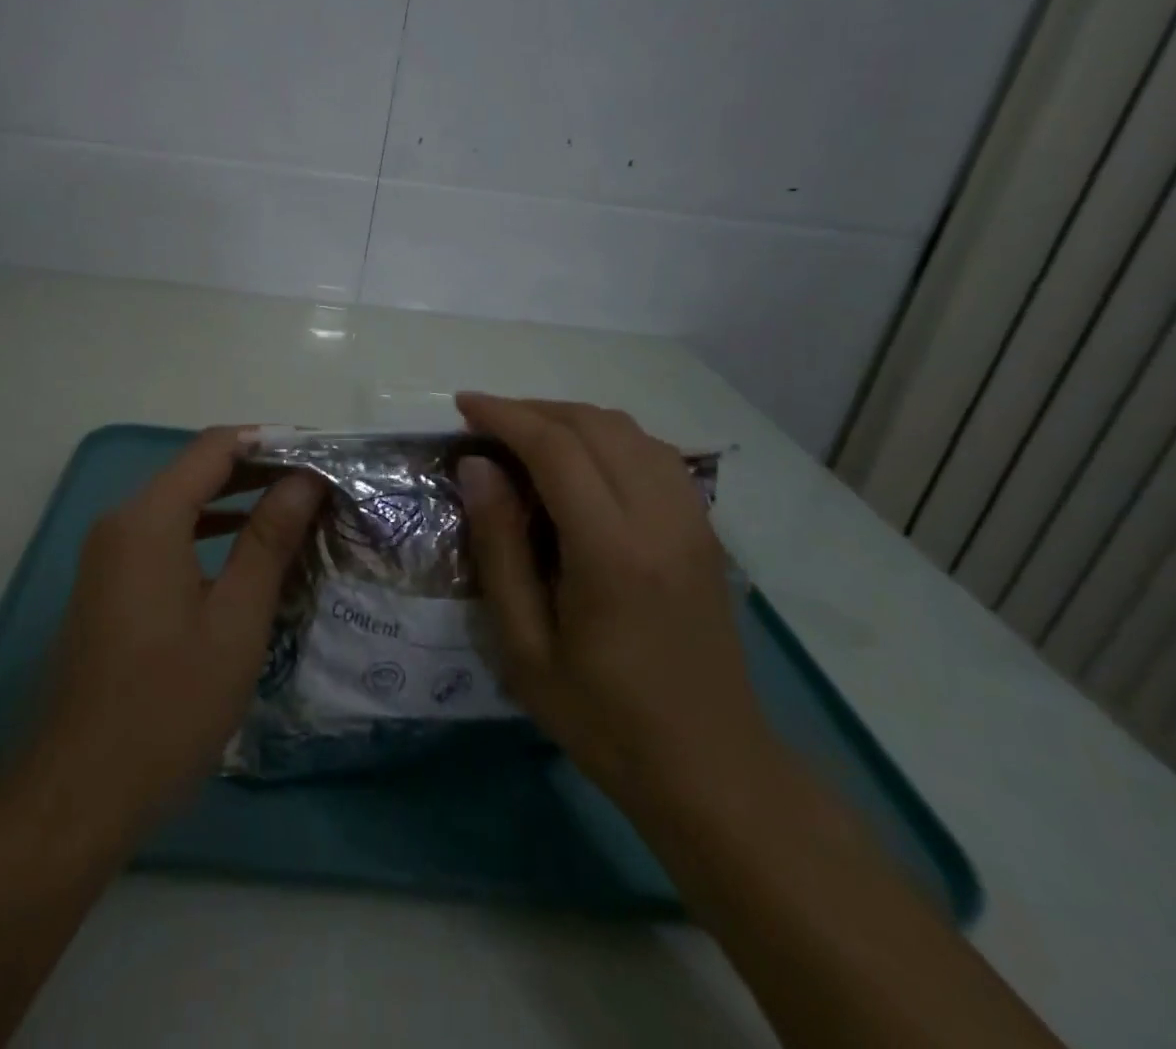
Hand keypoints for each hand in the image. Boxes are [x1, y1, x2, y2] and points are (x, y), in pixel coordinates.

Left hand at [31, 427, 323, 831]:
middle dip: (258, 472)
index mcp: (148, 519)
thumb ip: (269, 540)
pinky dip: (208, 534)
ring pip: (180, 506)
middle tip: (318, 485)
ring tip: (295, 513)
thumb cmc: (169, 704)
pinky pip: (165, 538)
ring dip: (235, 504)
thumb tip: (304, 479)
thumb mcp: (235, 619)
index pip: (214, 448)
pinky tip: (248, 556)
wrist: (81, 791)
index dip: (269, 442)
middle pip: (195, 472)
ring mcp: (109, 555)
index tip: (320, 454)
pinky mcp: (110, 585)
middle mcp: (121, 523)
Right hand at [454, 394, 775, 807]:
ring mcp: (693, 521)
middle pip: (595, 425)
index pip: (556, 448)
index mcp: (612, 551)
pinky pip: (654, 454)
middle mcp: (661, 519)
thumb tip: (477, 467)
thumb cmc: (603, 717)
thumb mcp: (525, 646)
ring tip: (525, 435)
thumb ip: (499, 548)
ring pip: (630, 431)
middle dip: (533, 409)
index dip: (505, 415)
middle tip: (485, 422)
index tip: (463, 406)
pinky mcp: (706, 531)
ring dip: (571, 418)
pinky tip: (581, 461)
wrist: (712, 769)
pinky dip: (609, 437)